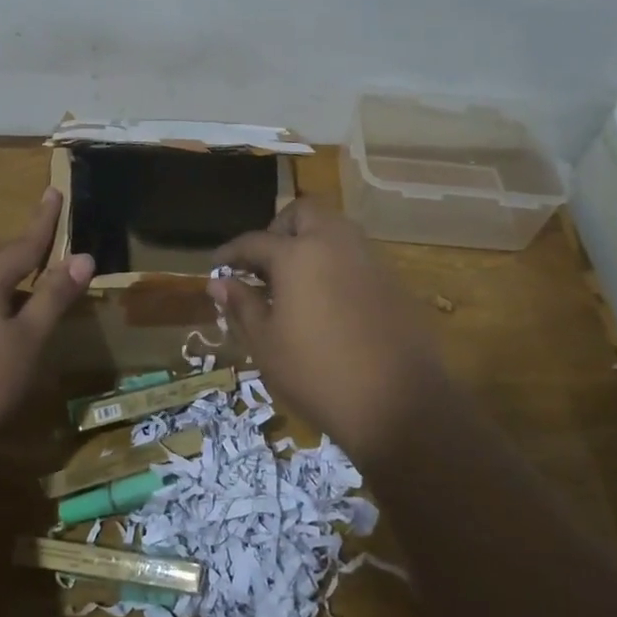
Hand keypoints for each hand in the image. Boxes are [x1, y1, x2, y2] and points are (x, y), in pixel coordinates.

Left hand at [0, 188, 93, 455]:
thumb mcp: (27, 339)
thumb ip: (53, 296)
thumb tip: (82, 256)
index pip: (24, 242)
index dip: (44, 220)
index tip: (54, 190)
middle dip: (25, 249)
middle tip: (48, 240)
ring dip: (11, 279)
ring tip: (34, 285)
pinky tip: (4, 324)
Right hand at [212, 200, 450, 465]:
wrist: (399, 403)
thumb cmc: (318, 374)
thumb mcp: (267, 344)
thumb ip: (242, 305)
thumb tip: (219, 283)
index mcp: (298, 255)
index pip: (255, 241)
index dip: (232, 252)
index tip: (217, 264)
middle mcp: (335, 243)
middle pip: (303, 213)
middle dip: (279, 229)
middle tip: (264, 263)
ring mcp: (369, 258)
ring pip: (334, 228)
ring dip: (310, 241)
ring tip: (294, 280)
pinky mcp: (392, 279)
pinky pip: (356, 254)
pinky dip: (335, 261)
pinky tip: (327, 298)